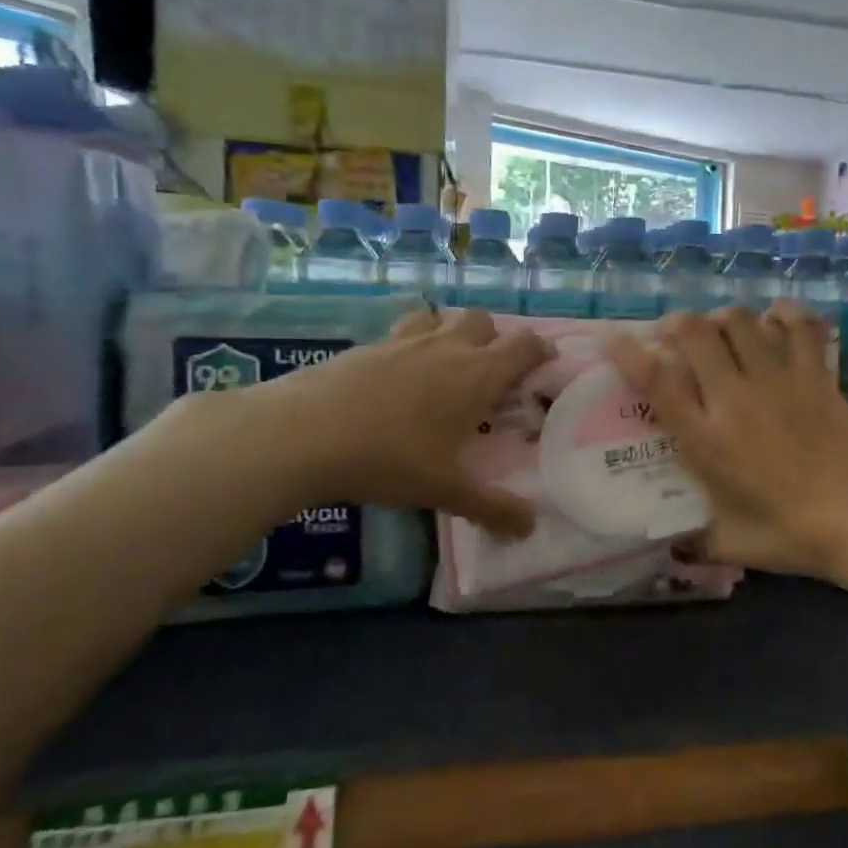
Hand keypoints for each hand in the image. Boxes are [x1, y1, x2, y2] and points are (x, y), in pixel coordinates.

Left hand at [253, 307, 553, 536]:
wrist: (302, 434)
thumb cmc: (389, 458)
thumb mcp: (445, 490)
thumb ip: (492, 508)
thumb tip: (529, 529)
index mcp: (476, 375)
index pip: (523, 345)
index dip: (540, 349)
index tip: (545, 363)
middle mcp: (446, 347)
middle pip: (483, 321)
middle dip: (494, 338)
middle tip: (491, 372)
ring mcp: (403, 341)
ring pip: (441, 317)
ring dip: (452, 332)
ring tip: (445, 365)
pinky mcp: (367, 346)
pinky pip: (402, 332)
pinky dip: (412, 344)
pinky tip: (397, 377)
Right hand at [606, 303, 847, 580]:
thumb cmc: (792, 534)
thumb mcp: (731, 544)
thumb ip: (695, 541)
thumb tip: (673, 545)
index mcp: (707, 440)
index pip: (657, 381)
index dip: (628, 353)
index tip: (615, 340)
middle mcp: (736, 399)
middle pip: (695, 333)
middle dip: (675, 324)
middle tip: (673, 337)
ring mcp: (779, 381)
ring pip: (740, 321)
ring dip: (722, 319)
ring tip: (720, 332)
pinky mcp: (815, 375)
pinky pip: (799, 326)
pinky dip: (784, 315)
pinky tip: (775, 321)